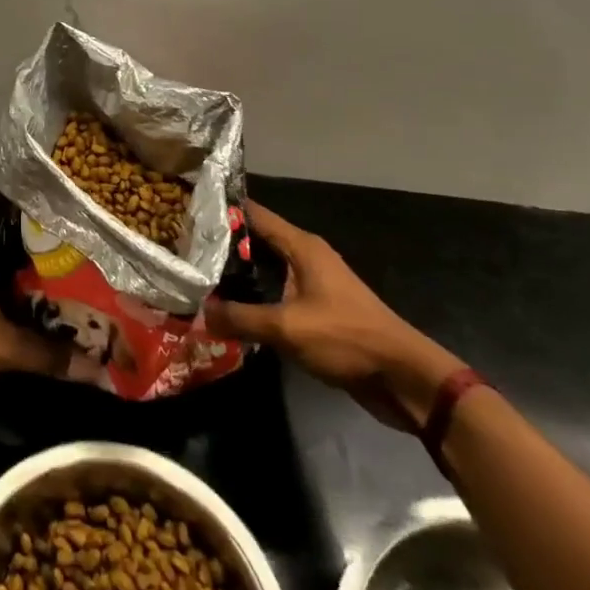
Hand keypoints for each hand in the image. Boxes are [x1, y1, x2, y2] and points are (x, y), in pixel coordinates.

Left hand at [0, 194, 70, 405]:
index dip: (27, 189)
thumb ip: (47, 353)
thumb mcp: (0, 345)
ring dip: (22, 256)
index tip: (61, 189)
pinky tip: (35, 293)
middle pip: (1, 225)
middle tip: (75, 228)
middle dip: (34, 227)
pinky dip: (9, 280)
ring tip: (65, 258)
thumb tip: (97, 366)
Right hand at [207, 202, 464, 432]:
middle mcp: (307, 258)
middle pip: (258, 241)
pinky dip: (256, 299)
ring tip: (200, 279)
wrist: (404, 379)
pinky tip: (232, 312)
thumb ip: (241, 318)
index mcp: (302, 247)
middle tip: (185, 249)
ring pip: (267, 271)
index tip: (189, 210)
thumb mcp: (287, 328)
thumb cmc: (347, 338)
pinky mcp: (318, 312)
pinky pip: (278, 296)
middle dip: (225, 245)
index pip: (255, 214)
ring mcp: (314, 285)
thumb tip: (199, 313)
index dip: (224, 210)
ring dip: (239, 276)